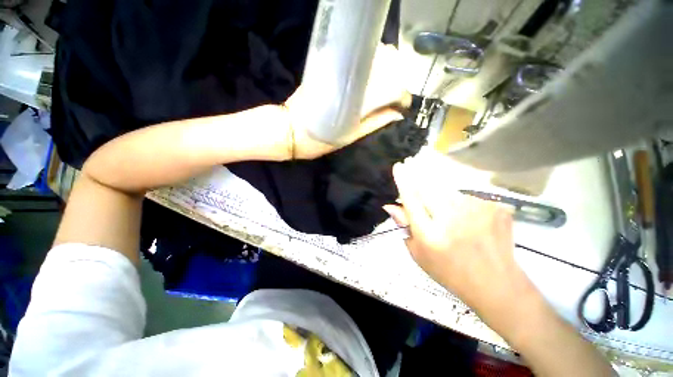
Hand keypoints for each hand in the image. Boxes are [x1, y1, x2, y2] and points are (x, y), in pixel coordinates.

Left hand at [284, 44, 410, 159]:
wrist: (289, 130)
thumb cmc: (319, 140)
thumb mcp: (350, 137)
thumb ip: (374, 123)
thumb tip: (396, 114)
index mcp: (358, 100)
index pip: (392, 87)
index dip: (402, 95)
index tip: (403, 105)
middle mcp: (352, 80)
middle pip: (387, 65)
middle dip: (396, 79)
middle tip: (394, 97)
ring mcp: (340, 72)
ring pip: (373, 59)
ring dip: (385, 70)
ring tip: (384, 89)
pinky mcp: (329, 70)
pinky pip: (356, 62)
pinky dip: (369, 67)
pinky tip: (368, 81)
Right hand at [383, 154, 539, 323]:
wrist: (496, 284)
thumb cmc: (449, 271)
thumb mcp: (417, 253)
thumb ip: (404, 226)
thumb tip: (390, 205)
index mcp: (430, 234)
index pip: (411, 198)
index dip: (403, 179)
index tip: (398, 166)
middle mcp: (452, 218)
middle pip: (428, 186)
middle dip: (418, 173)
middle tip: (412, 166)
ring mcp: (476, 210)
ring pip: (447, 187)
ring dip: (439, 188)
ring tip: (443, 203)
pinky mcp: (494, 207)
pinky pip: (467, 194)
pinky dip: (460, 199)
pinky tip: (466, 214)